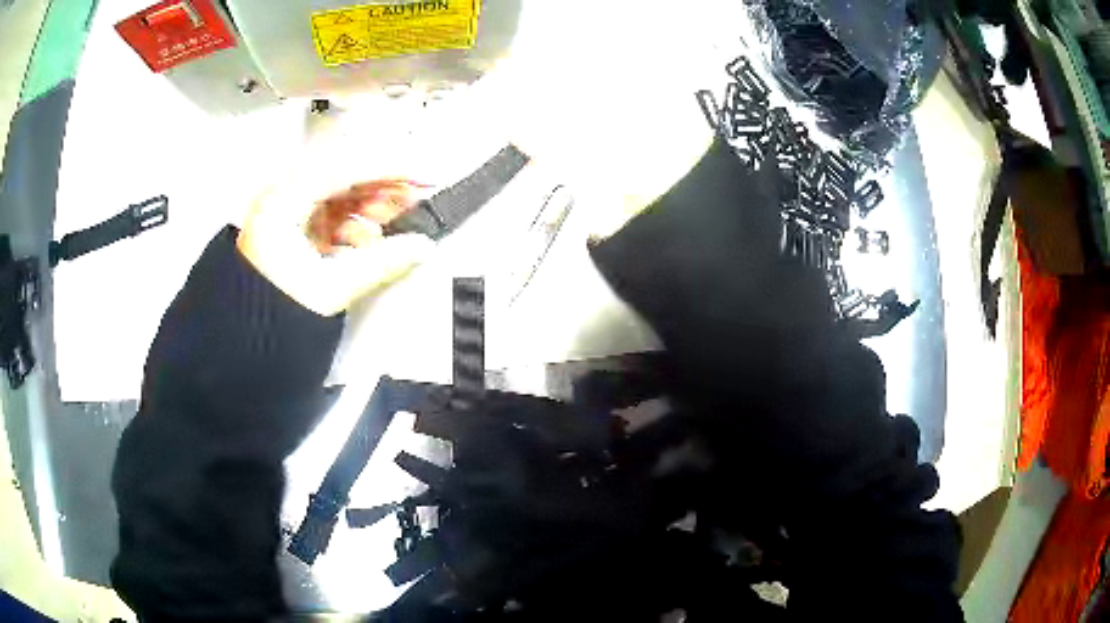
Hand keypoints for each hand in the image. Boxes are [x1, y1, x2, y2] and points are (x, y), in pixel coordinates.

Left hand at [238, 144, 433, 316]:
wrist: (245, 339)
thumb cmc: (271, 314)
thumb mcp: (329, 289)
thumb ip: (380, 263)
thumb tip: (421, 246)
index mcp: (281, 203)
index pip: (344, 167)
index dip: (389, 168)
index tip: (423, 176)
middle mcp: (281, 196)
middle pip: (344, 173)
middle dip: (383, 185)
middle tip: (416, 198)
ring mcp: (287, 208)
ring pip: (341, 190)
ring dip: (372, 203)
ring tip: (394, 223)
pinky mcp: (294, 223)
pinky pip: (332, 209)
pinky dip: (356, 219)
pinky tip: (368, 240)